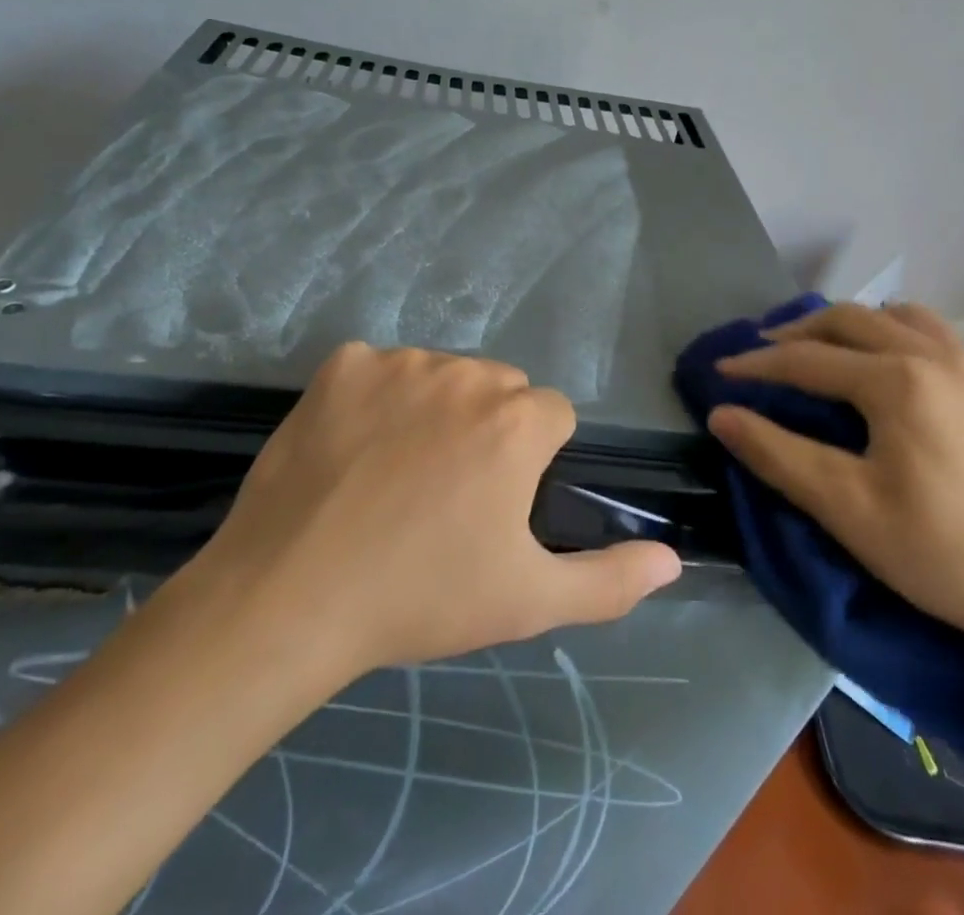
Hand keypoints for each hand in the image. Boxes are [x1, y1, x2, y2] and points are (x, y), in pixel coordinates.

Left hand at [189, 343, 681, 678]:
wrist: (290, 598)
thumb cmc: (420, 597)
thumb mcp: (528, 601)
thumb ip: (610, 580)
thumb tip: (672, 559)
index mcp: (518, 420)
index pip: (552, 415)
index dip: (533, 460)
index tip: (498, 502)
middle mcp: (466, 372)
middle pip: (499, 388)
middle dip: (489, 428)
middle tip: (447, 492)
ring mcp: (400, 362)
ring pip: (440, 374)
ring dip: (432, 409)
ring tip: (394, 474)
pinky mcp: (343, 363)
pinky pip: (377, 368)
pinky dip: (373, 397)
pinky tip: (351, 448)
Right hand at [709, 302, 963, 651]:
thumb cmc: (941, 552)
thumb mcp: (846, 508)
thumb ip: (777, 454)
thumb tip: (722, 413)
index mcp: (897, 380)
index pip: (807, 359)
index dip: (757, 363)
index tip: (721, 369)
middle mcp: (940, 356)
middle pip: (852, 319)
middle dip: (801, 330)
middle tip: (768, 350)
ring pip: (906, 318)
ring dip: (859, 325)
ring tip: (836, 350)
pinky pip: (949, 348)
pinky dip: (910, 348)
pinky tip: (909, 387)